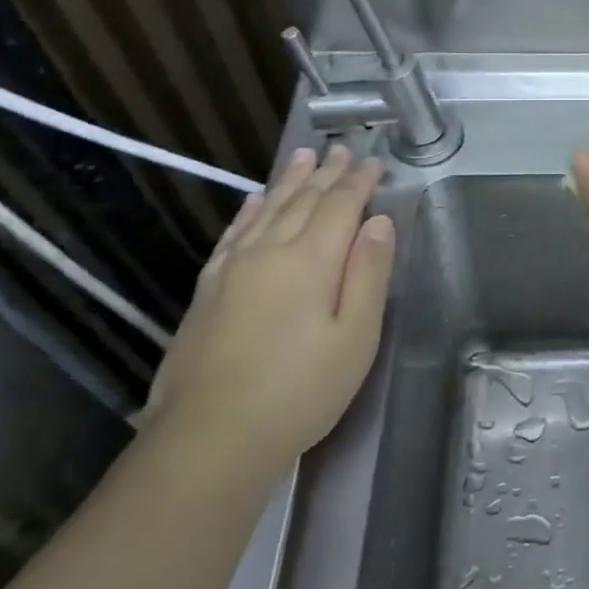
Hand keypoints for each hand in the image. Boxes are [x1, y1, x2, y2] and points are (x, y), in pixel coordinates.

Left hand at [145, 145, 394, 467]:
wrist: (210, 438)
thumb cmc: (300, 390)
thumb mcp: (355, 337)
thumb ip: (368, 273)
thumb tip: (380, 221)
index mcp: (311, 260)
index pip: (341, 206)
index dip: (359, 182)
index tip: (375, 162)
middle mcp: (270, 252)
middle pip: (303, 201)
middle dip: (327, 173)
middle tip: (342, 150)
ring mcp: (233, 269)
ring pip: (267, 209)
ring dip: (289, 181)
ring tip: (303, 155)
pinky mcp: (208, 290)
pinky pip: (234, 233)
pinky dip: (249, 210)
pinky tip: (255, 200)